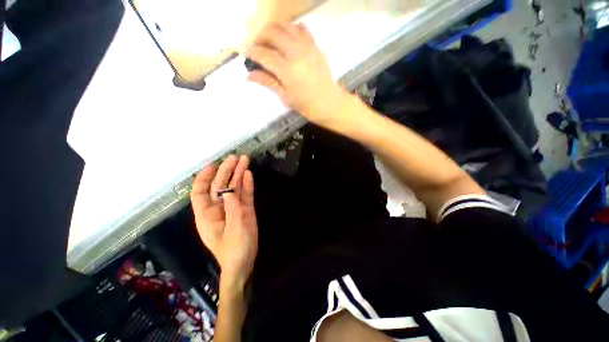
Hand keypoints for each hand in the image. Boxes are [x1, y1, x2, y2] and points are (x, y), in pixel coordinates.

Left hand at [191, 155, 257, 289]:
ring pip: (235, 187)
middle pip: (221, 186)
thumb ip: (232, 210)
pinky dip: (247, 185)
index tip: (213, 165)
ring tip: (244, 159)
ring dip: (239, 174)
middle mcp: (219, 208)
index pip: (200, 192)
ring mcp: (233, 208)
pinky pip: (245, 194)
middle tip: (235, 157)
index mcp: (208, 215)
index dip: (205, 178)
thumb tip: (229, 191)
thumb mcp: (233, 231)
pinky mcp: (245, 209)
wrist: (245, 262)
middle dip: (227, 171)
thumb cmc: (234, 250)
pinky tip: (249, 174)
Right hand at [246, 22, 352, 127]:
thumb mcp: (286, 97)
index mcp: (287, 71)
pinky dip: (291, 29)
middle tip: (257, 47)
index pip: (264, 54)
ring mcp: (308, 48)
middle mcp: (296, 54)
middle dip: (260, 37)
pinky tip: (288, 39)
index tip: (247, 54)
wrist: (330, 104)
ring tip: (270, 41)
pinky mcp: (316, 47)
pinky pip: (302, 29)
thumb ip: (269, 82)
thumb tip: (249, 75)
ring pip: (286, 26)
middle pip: (273, 33)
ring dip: (274, 30)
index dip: (252, 52)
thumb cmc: (307, 106)